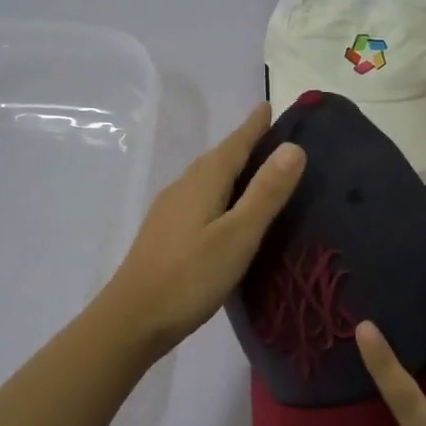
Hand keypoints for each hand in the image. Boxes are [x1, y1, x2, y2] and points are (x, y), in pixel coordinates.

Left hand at [101, 103, 305, 357]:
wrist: (132, 319)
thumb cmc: (191, 276)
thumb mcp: (239, 234)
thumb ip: (266, 192)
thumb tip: (293, 147)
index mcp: (203, 181)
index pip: (234, 144)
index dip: (254, 126)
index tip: (268, 106)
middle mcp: (183, 187)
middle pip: (218, 158)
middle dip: (244, 144)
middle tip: (272, 137)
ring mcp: (169, 210)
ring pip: (206, 179)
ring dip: (231, 169)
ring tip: (255, 172)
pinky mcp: (165, 233)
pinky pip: (199, 198)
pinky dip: (219, 193)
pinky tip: (225, 211)